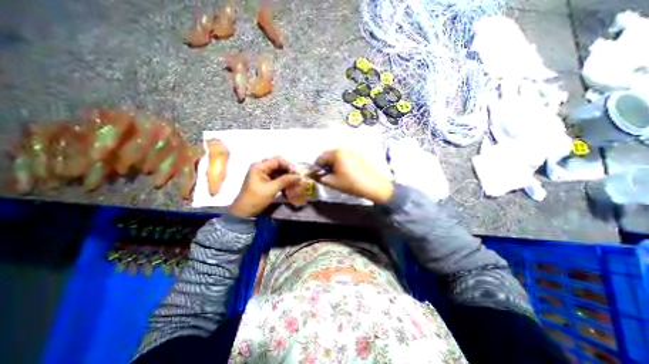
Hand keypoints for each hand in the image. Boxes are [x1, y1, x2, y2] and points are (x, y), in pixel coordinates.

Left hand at [228, 155, 298, 217]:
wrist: (244, 211)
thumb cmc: (256, 198)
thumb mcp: (271, 189)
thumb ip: (285, 180)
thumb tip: (299, 176)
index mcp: (259, 166)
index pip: (277, 160)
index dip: (288, 165)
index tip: (296, 173)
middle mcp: (261, 167)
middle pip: (278, 164)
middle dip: (288, 171)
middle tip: (297, 178)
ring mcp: (263, 174)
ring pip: (279, 171)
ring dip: (287, 176)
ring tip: (295, 182)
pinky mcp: (265, 180)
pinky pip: (277, 177)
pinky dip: (284, 180)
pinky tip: (290, 185)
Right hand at [316, 148, 394, 203]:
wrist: (374, 186)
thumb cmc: (351, 184)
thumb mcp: (332, 183)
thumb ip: (319, 178)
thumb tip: (311, 174)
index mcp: (336, 154)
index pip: (320, 158)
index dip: (317, 167)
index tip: (319, 175)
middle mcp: (343, 149)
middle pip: (329, 155)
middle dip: (325, 164)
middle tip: (327, 175)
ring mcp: (352, 151)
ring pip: (337, 155)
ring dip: (333, 163)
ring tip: (337, 174)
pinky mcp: (358, 155)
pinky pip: (345, 156)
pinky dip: (341, 162)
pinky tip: (346, 171)